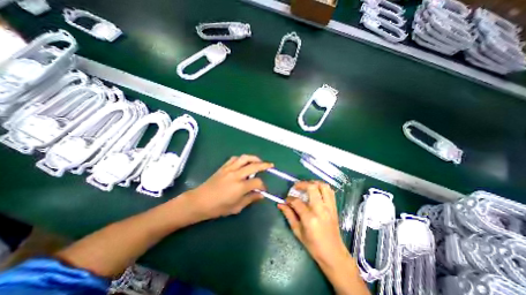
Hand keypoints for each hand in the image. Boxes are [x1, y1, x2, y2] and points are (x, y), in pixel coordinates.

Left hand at [183, 154, 272, 220]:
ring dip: (254, 158)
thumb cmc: (218, 207)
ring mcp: (229, 169)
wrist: (199, 201)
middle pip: (254, 166)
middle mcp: (236, 175)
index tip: (264, 190)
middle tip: (270, 165)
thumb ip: (250, 199)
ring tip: (259, 161)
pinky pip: (234, 159)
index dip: (263, 186)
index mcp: (240, 187)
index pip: (257, 182)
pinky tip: (244, 162)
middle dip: (264, 165)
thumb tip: (261, 195)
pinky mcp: (223, 167)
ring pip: (244, 158)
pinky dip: (242, 158)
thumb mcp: (236, 207)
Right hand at [279, 180, 368, 293]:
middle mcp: (320, 210)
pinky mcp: (334, 207)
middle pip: (312, 188)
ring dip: (313, 183)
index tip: (286, 199)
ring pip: (323, 186)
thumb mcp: (297, 232)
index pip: (297, 201)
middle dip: (301, 184)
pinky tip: (316, 191)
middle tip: (296, 187)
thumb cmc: (313, 245)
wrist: (333, 254)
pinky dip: (322, 187)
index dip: (289, 198)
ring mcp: (329, 207)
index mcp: (310, 218)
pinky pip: (330, 192)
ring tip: (306, 186)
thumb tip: (280, 204)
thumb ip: (289, 215)